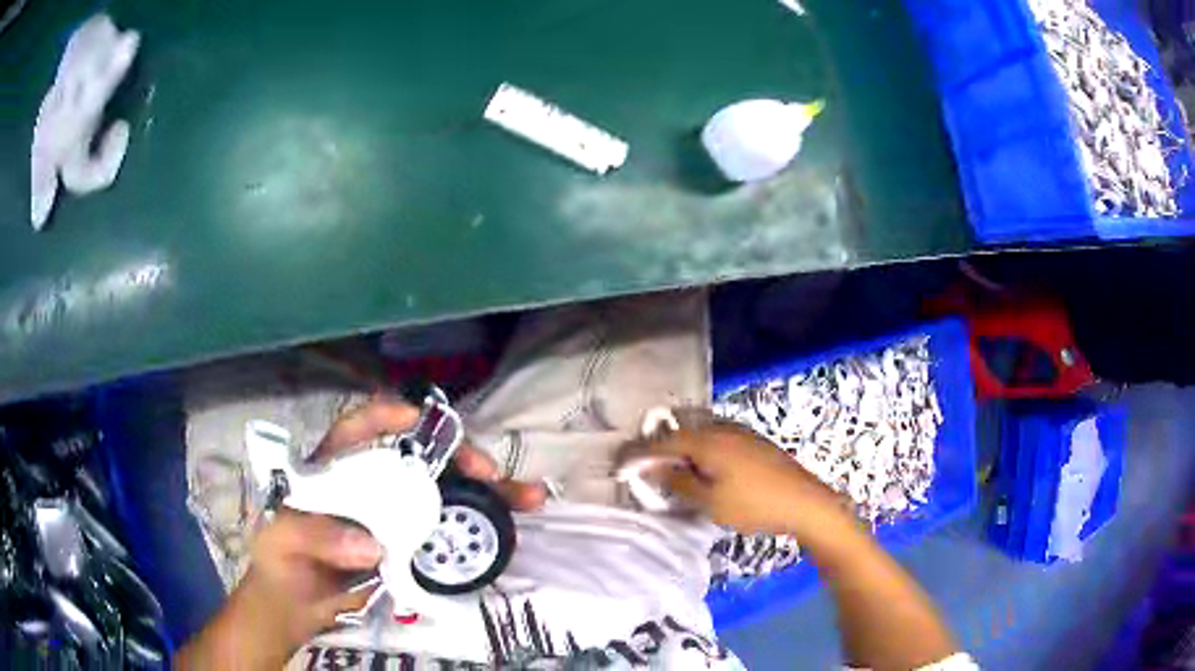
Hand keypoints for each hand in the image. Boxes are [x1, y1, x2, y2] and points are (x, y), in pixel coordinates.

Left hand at [179, 398, 545, 668]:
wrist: (296, 608)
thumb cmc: (282, 565)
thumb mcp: (284, 545)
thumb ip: (317, 537)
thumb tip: (372, 544)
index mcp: (330, 471)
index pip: (355, 430)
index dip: (386, 418)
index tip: (417, 420)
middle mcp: (367, 485)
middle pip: (417, 459)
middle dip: (458, 458)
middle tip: (490, 474)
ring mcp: (392, 515)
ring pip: (442, 493)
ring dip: (484, 492)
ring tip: (526, 497)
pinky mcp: (410, 544)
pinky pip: (448, 529)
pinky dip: (480, 526)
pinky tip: (510, 524)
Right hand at [639, 411, 851, 536]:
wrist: (805, 501)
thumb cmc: (754, 505)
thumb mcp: (710, 501)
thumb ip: (678, 481)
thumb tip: (653, 468)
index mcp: (707, 441)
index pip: (662, 442)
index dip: (638, 454)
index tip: (618, 466)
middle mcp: (721, 428)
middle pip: (680, 432)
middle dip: (658, 447)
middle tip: (641, 467)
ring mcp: (740, 432)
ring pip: (699, 434)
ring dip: (680, 449)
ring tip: (669, 469)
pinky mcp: (753, 440)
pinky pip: (716, 438)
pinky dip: (699, 450)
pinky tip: (702, 467)